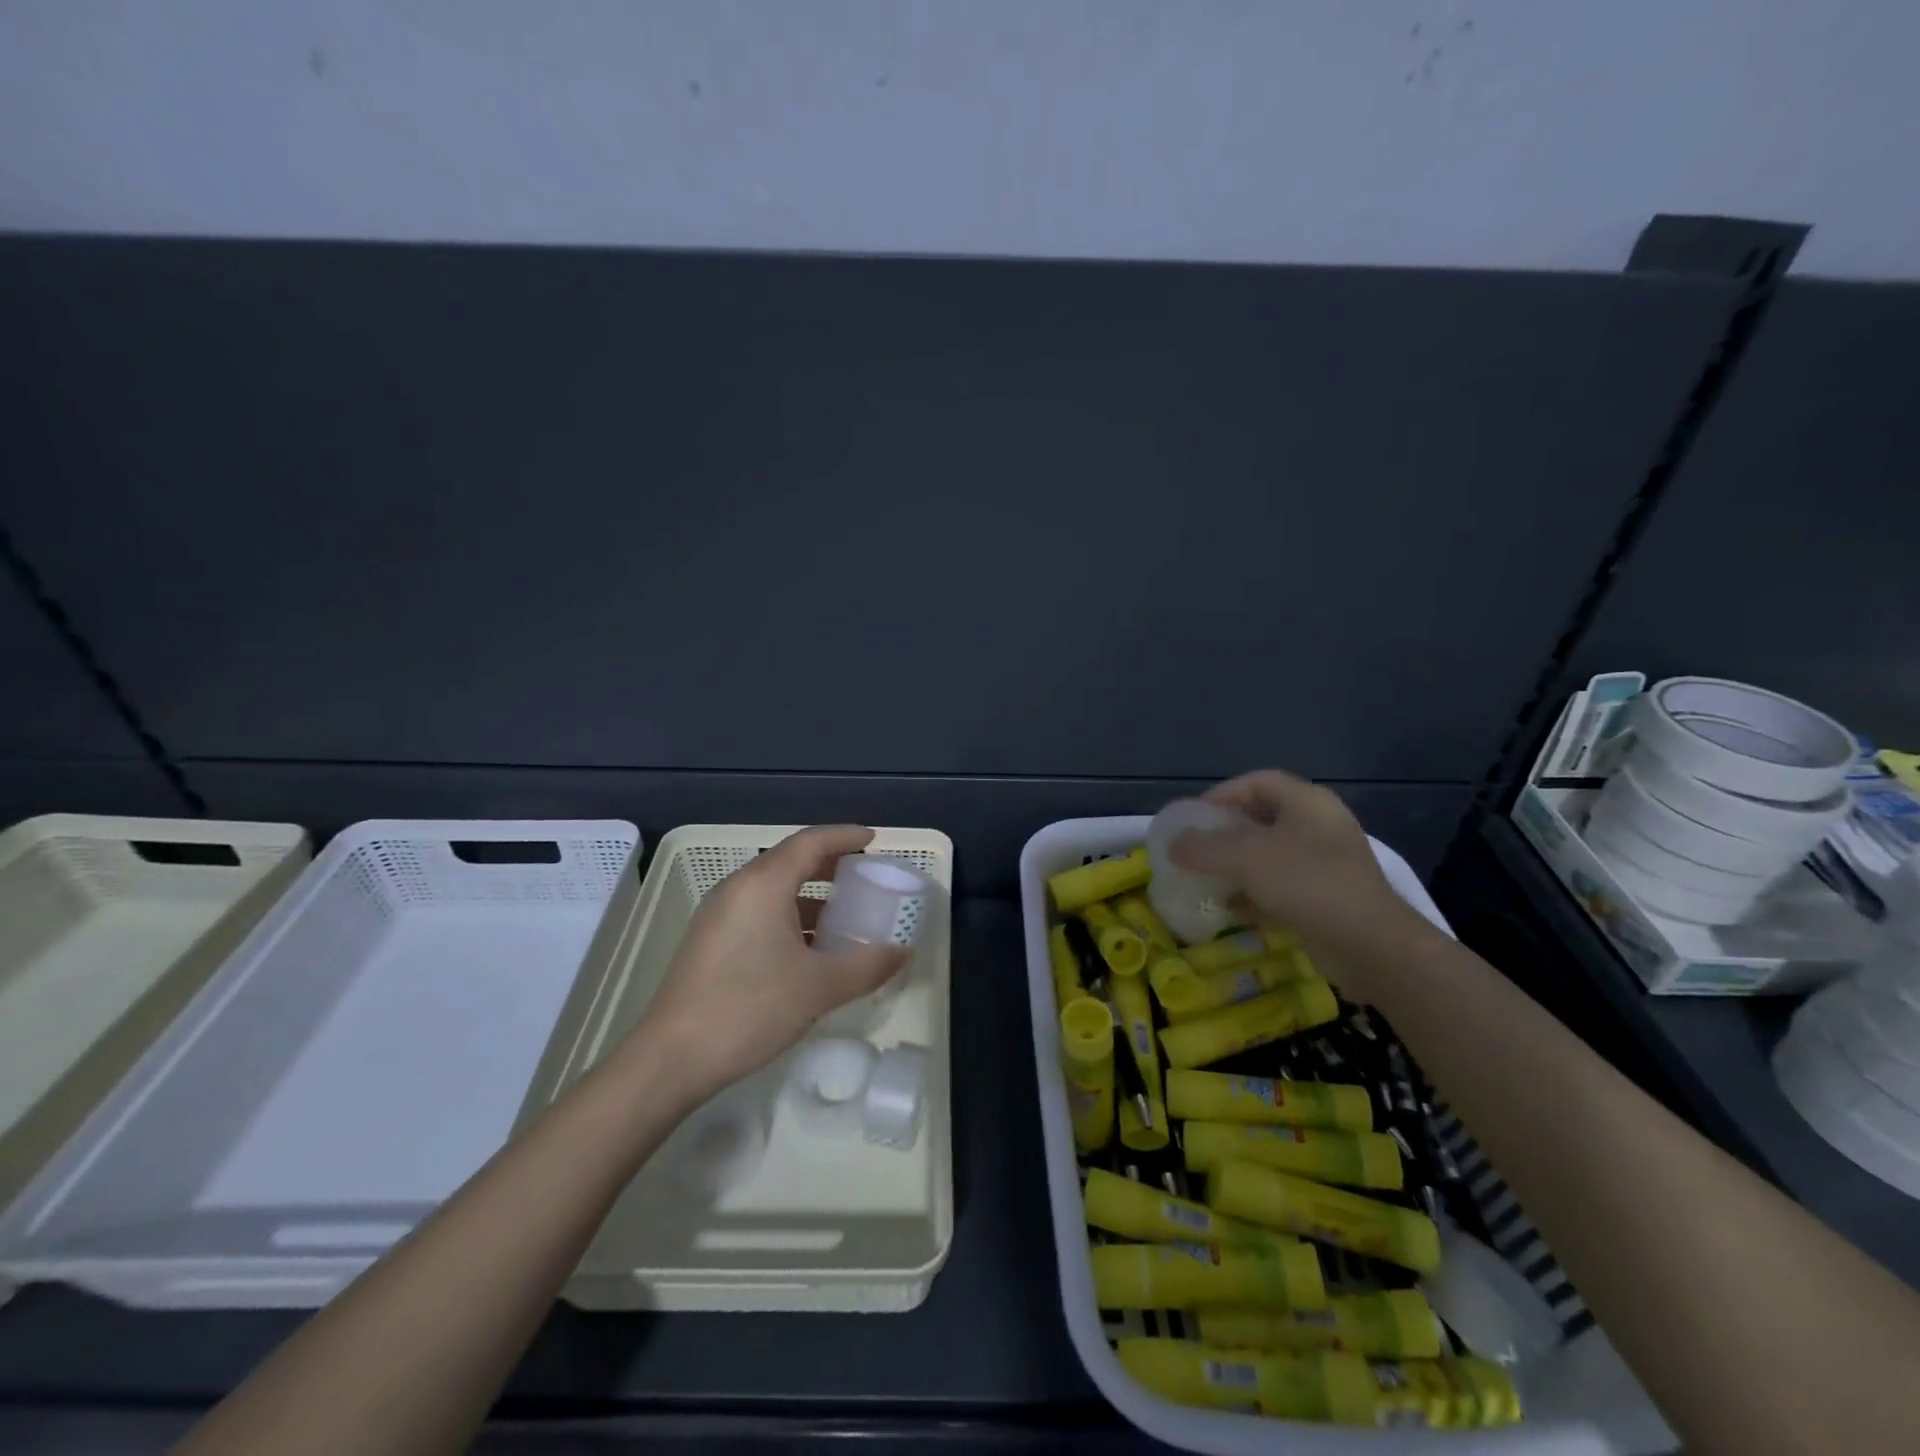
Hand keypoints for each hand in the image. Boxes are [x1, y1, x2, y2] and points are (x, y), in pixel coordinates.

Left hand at [626, 825, 909, 1103]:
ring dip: (810, 893)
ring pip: (773, 888)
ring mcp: (719, 914)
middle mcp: (738, 888)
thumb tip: (902, 952)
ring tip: (844, 914)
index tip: (873, 839)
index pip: (810, 842)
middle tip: (864, 874)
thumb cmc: (750, 1009)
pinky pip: (758, 910)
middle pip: (790, 859)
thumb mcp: (819, 988)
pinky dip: (790, 914)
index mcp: (763, 884)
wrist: (671, 1059)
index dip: (845, 836)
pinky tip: (808, 947)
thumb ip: (867, 965)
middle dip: (829, 863)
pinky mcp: (710, 939)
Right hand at [1170, 770, 1434, 997]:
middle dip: (1225, 834)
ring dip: (1238, 866)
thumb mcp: (1244, 857)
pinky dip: (1255, 893)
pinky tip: (1233, 910)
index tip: (1193, 819)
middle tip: (1196, 850)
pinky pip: (1283, 885)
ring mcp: (1327, 862)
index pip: (1256, 782)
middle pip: (1262, 818)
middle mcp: (1320, 825)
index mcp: (1307, 801)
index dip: (1221, 795)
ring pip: (1271, 855)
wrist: (1370, 944)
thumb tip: (1173, 846)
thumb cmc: (1306, 883)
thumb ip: (1202, 847)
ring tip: (1207, 880)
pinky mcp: (1328, 897)